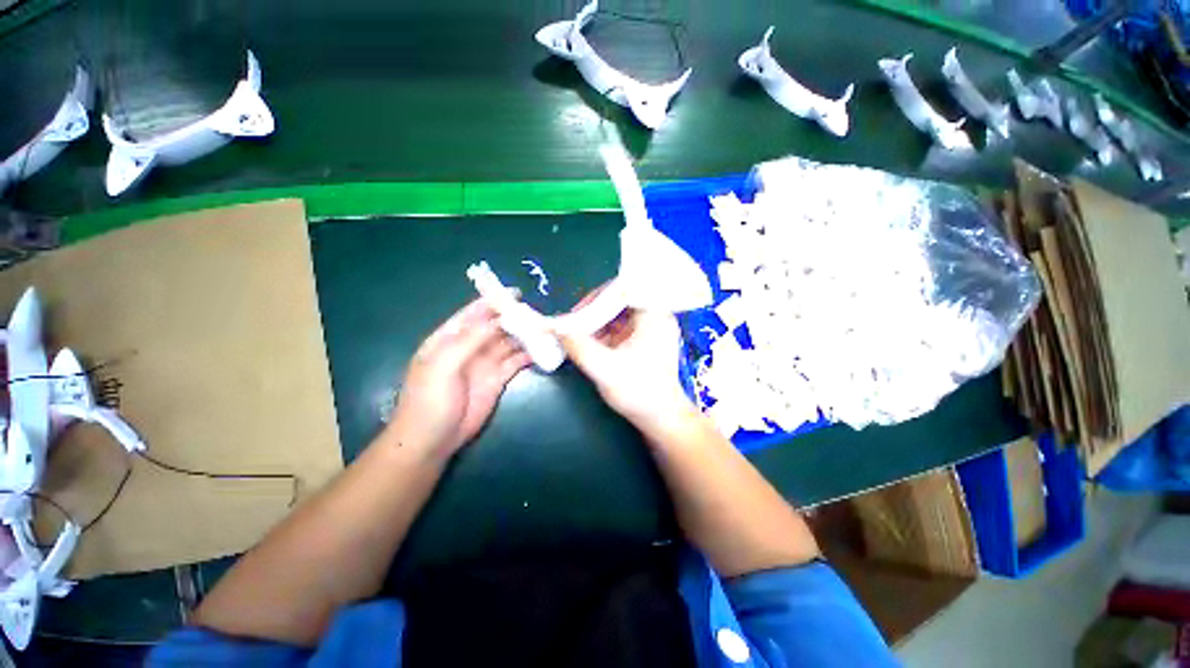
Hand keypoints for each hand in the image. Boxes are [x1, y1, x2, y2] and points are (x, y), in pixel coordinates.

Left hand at [388, 298, 530, 457]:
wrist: (433, 440)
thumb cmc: (430, 399)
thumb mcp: (443, 365)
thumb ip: (469, 340)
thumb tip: (497, 319)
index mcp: (449, 339)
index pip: (472, 314)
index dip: (492, 302)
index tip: (515, 293)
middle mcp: (469, 347)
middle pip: (494, 327)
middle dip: (513, 318)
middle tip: (537, 313)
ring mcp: (485, 363)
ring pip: (508, 342)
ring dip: (524, 335)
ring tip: (545, 328)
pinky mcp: (498, 379)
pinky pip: (515, 361)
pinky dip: (528, 354)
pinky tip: (542, 349)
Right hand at [556, 288, 695, 427]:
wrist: (662, 419)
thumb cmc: (639, 393)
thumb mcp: (604, 369)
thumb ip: (578, 347)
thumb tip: (555, 329)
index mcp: (654, 315)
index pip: (625, 288)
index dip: (599, 295)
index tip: (579, 311)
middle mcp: (656, 315)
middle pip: (621, 299)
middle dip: (594, 310)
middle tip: (574, 322)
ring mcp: (652, 328)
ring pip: (619, 313)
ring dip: (597, 321)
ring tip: (578, 332)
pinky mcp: (645, 340)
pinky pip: (621, 326)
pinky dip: (604, 332)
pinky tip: (590, 342)